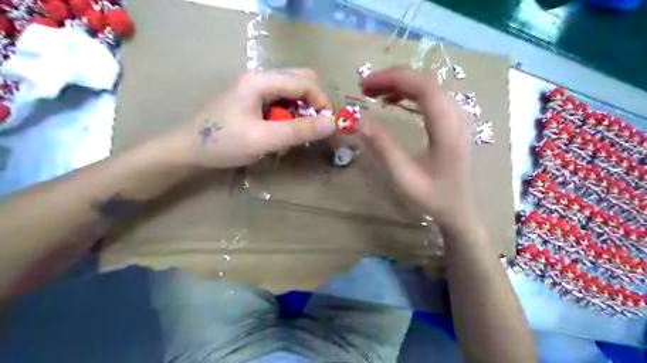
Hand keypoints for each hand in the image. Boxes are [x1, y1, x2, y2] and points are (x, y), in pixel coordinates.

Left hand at [166, 68, 339, 168]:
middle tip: (312, 128)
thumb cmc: (223, 143)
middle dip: (312, 104)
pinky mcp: (253, 99)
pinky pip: (281, 101)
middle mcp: (260, 77)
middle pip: (301, 81)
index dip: (321, 102)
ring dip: (300, 111)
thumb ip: (298, 131)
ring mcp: (256, 87)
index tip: (327, 127)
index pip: (305, 81)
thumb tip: (332, 124)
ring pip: (292, 92)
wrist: (189, 149)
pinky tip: (281, 132)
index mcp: (261, 80)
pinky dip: (289, 115)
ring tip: (294, 134)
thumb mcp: (263, 139)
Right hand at [358, 66, 472, 226]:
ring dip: (400, 84)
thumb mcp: (403, 176)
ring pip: (428, 86)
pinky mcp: (453, 121)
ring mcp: (457, 117)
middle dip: (392, 79)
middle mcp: (457, 116)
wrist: (458, 209)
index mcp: (447, 129)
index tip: (365, 84)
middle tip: (364, 88)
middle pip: (426, 82)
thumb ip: (382, 147)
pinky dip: (409, 93)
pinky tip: (393, 100)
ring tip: (374, 93)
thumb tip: (357, 121)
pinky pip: (431, 96)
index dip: (393, 78)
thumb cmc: (432, 197)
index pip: (423, 87)